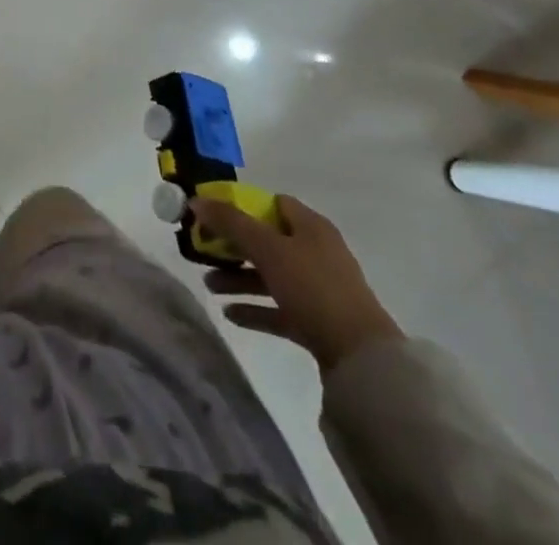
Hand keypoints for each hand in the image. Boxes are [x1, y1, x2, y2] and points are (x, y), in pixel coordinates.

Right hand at [191, 195, 403, 370]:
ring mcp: (318, 289)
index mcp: (311, 226)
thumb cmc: (313, 287)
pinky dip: (255, 308)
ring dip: (239, 278)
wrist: (361, 359)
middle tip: (204, 252)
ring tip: (209, 286)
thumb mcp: (268, 248)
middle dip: (234, 246)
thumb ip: (231, 223)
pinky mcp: (317, 322)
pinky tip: (229, 314)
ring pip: (270, 275)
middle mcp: (316, 252)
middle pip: (267, 240)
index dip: (241, 205)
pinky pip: (279, 308)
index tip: (213, 215)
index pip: (272, 203)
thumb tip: (197, 200)